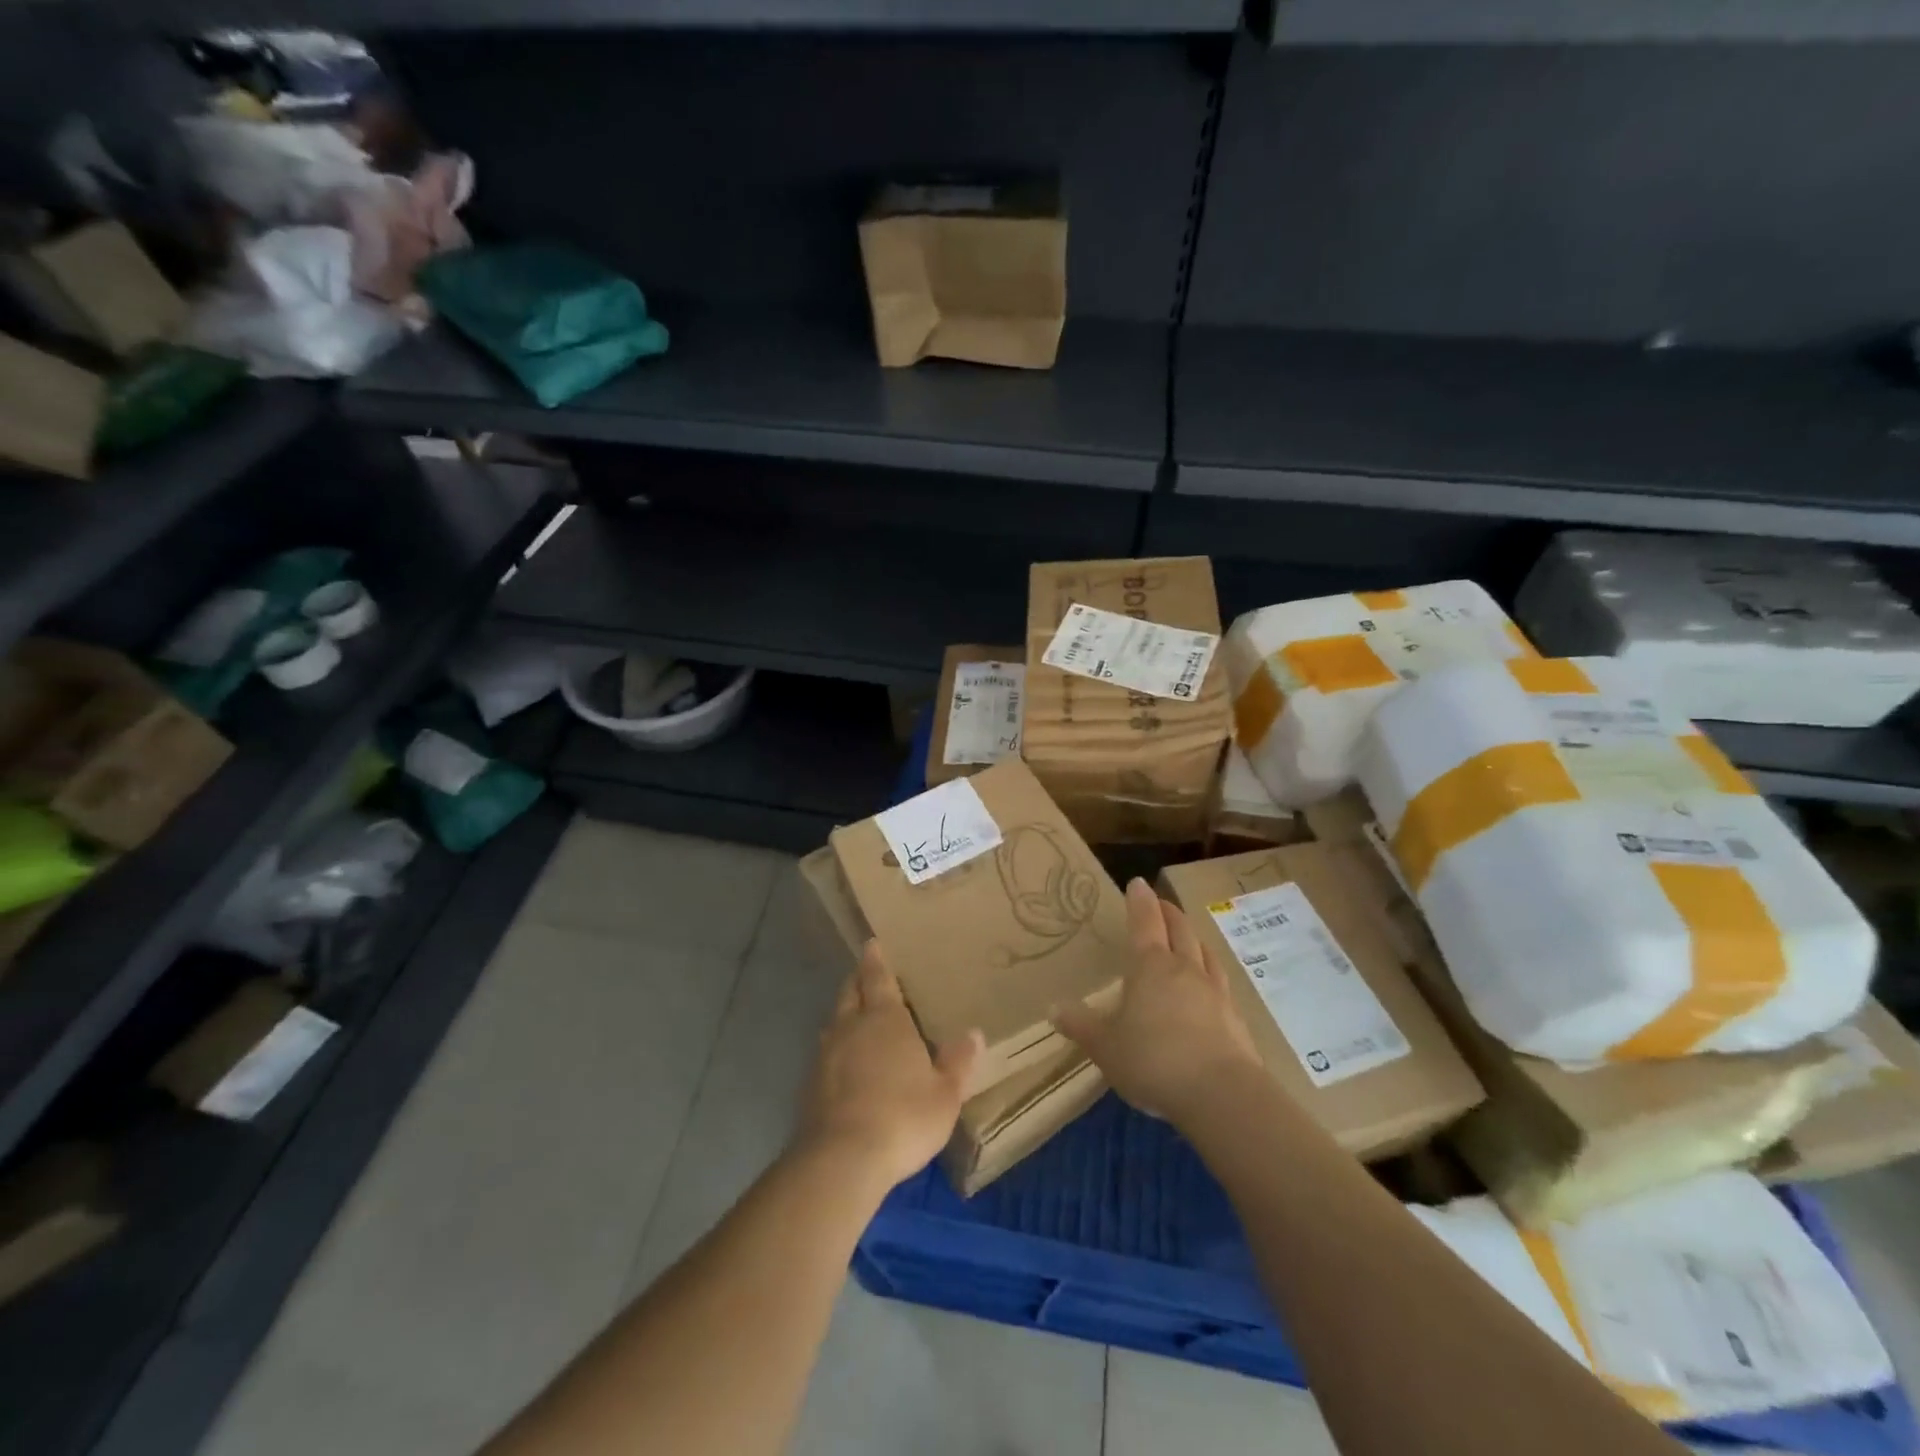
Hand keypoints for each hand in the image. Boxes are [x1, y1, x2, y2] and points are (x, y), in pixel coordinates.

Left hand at [797, 939, 982, 1190]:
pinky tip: (843, 1063)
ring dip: (844, 1013)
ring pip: (834, 1021)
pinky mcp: (810, 1083)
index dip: (875, 960)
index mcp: (885, 1018)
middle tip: (865, 973)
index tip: (872, 944)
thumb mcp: (945, 1094)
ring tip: (854, 1015)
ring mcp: (826, 1054)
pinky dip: (835, 1048)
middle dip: (857, 980)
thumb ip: (958, 1062)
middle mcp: (851, 1026)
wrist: (842, 1158)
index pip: (877, 977)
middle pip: (850, 992)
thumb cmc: (903, 1116)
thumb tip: (974, 1033)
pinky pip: (824, 1052)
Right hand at [1053, 877, 1262, 1127]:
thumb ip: (1081, 1025)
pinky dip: (1211, 972)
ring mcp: (1215, 991)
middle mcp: (1184, 969)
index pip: (1144, 922)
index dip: (1139, 901)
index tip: (1138, 882)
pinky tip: (1211, 984)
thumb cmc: (1153, 1060)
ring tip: (1188, 937)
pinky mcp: (1235, 1017)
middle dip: (1168, 913)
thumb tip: (1053, 1007)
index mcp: (1150, 966)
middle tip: (1161, 904)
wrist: (1221, 1094)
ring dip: (1193, 938)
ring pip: (1204, 953)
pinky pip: (1221, 982)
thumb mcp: (1105, 1046)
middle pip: (1179, 930)